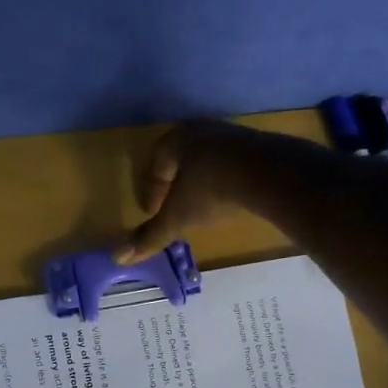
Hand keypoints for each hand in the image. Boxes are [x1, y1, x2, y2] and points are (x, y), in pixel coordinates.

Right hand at [117, 120, 264, 263]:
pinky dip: (226, 178)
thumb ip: (151, 236)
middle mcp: (200, 130)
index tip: (152, 211)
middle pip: (181, 157)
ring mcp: (231, 134)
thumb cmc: (211, 191)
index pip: (156, 163)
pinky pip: (233, 162)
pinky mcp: (258, 143)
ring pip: (208, 158)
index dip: (152, 189)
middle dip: (176, 182)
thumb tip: (119, 257)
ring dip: (201, 179)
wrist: (268, 174)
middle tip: (174, 205)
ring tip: (202, 204)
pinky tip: (231, 197)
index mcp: (175, 141)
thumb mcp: (178, 217)